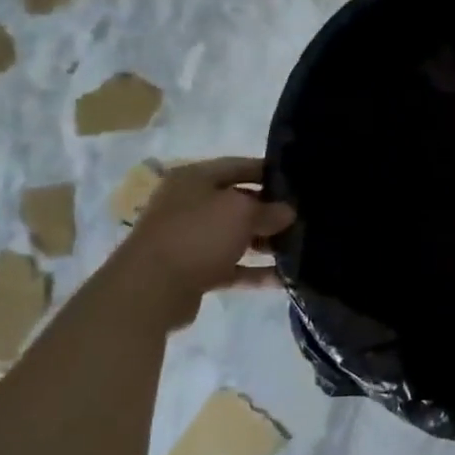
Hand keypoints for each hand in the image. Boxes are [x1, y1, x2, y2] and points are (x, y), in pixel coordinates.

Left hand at [125, 157, 294, 325]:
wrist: (151, 289)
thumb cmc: (197, 234)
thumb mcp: (241, 212)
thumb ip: (268, 209)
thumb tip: (287, 212)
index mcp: (194, 178)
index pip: (238, 166)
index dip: (268, 171)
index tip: (297, 181)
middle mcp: (189, 204)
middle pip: (237, 202)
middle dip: (269, 210)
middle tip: (302, 217)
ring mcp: (190, 239)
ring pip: (235, 236)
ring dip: (264, 243)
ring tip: (299, 247)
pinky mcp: (194, 272)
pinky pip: (231, 267)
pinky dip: (254, 271)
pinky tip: (284, 278)